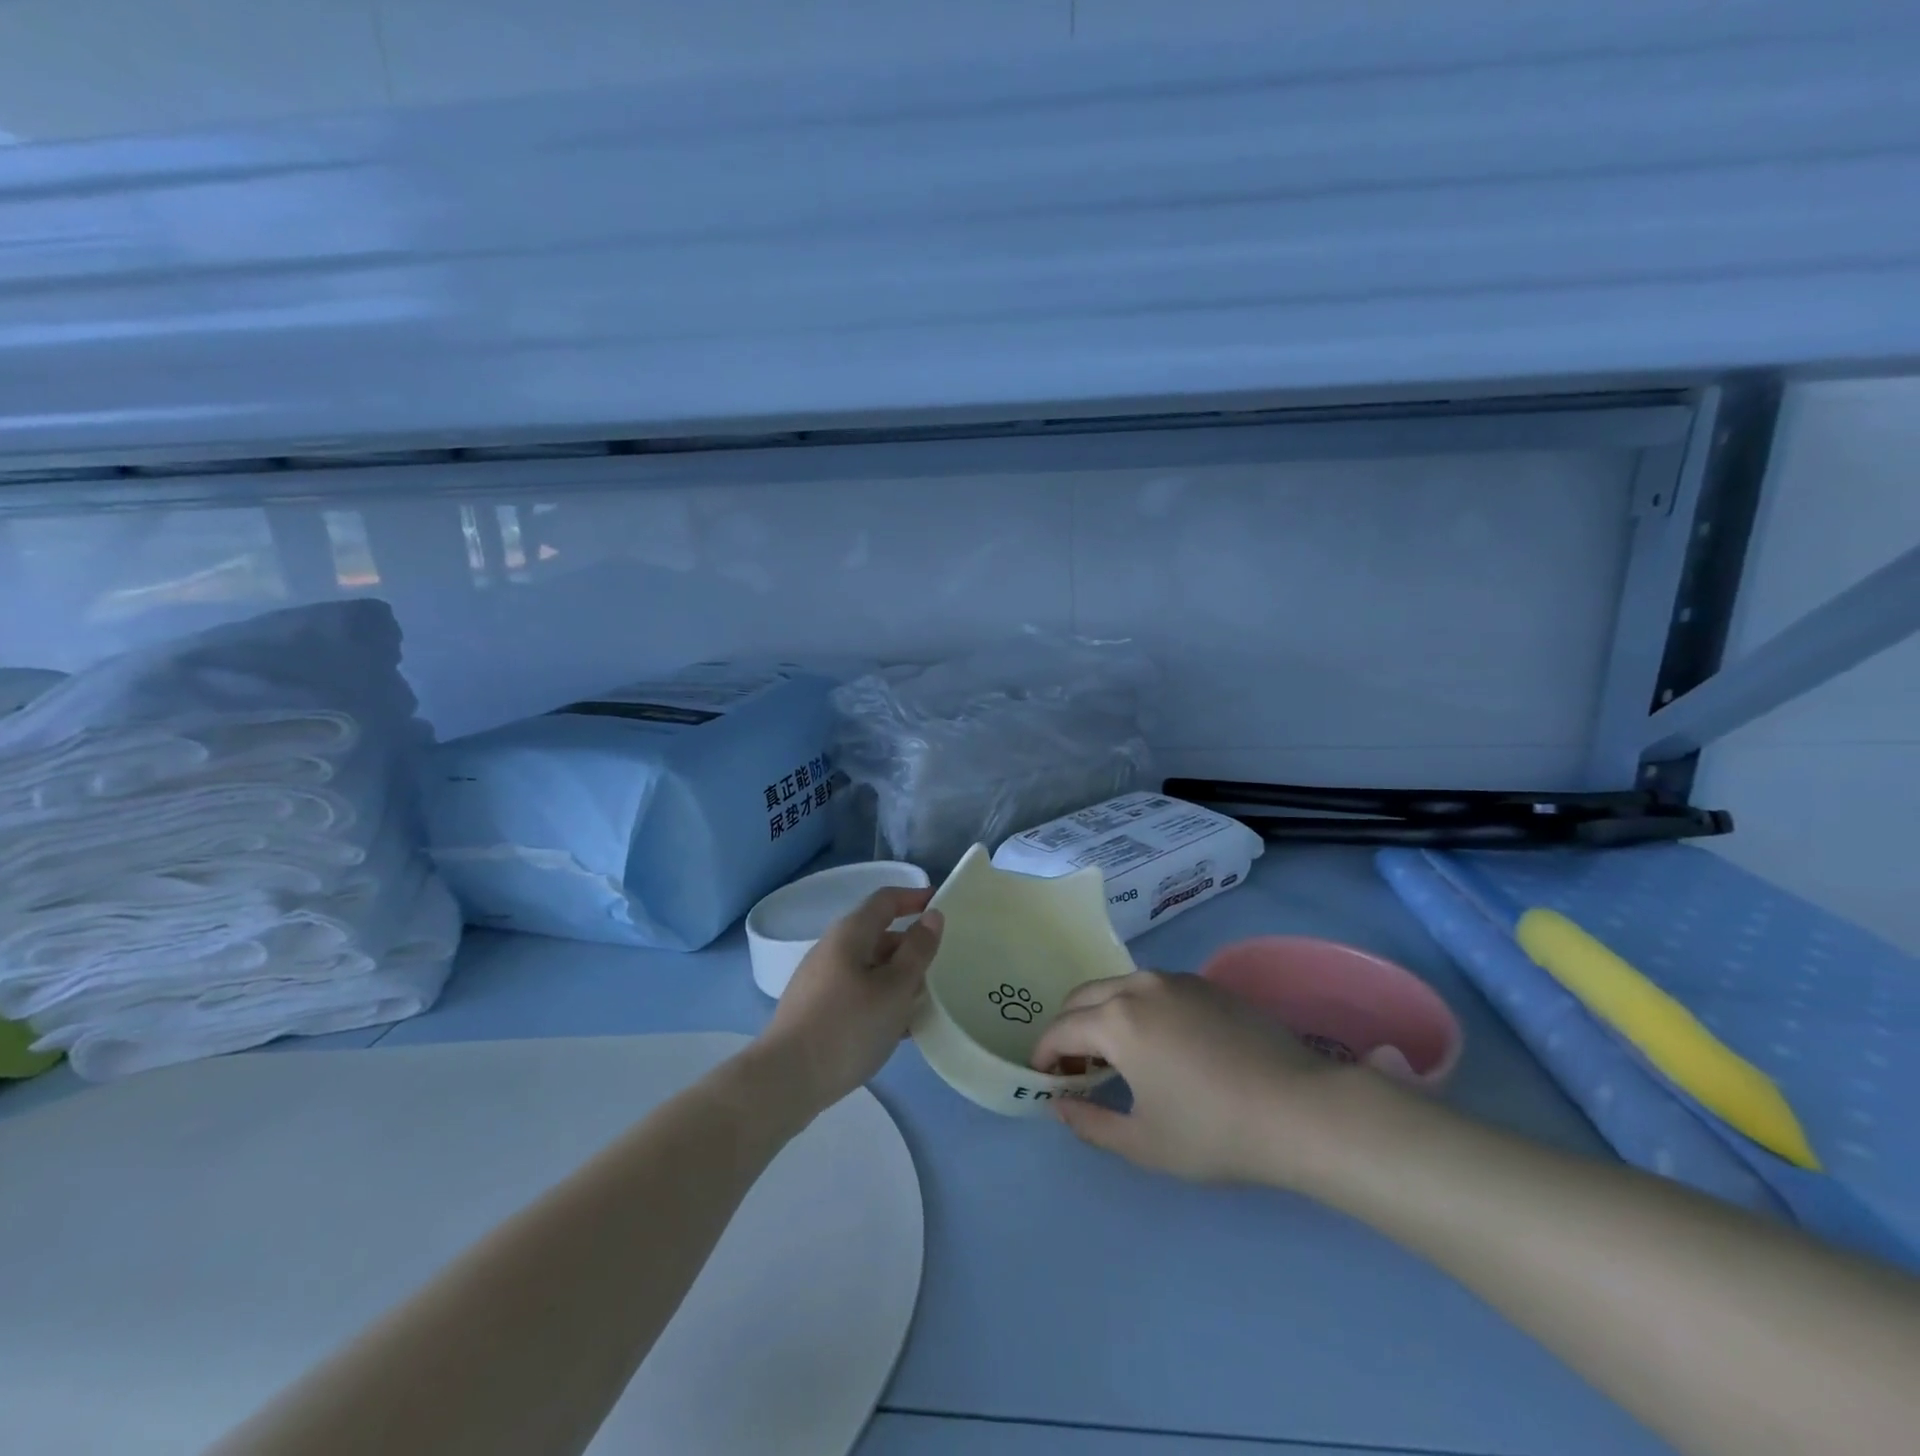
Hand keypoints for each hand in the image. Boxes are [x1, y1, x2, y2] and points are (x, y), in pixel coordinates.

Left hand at [754, 887, 943, 1114]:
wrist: (785, 1079)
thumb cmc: (848, 1027)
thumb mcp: (895, 989)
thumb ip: (917, 951)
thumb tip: (932, 916)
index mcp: (850, 933)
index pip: (886, 900)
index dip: (914, 898)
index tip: (941, 905)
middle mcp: (832, 948)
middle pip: (877, 934)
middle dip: (909, 947)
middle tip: (940, 967)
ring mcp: (819, 979)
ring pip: (868, 967)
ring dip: (897, 977)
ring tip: (924, 1003)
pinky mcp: (814, 1008)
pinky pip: (856, 991)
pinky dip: (880, 999)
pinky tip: (896, 1029)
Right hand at [1030, 971, 1364, 1188]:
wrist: (1300, 1108)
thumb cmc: (1214, 1131)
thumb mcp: (1143, 1143)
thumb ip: (1090, 1123)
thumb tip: (1059, 1106)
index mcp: (1117, 1020)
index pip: (1060, 1029)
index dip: (1044, 1054)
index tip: (1045, 1079)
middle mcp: (1139, 986)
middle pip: (1082, 997)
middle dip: (1067, 1029)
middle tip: (1075, 1069)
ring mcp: (1175, 979)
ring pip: (1117, 986)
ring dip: (1100, 1014)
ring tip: (1113, 1056)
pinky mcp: (1205, 983)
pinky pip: (1150, 987)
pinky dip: (1134, 1007)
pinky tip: (1156, 1043)